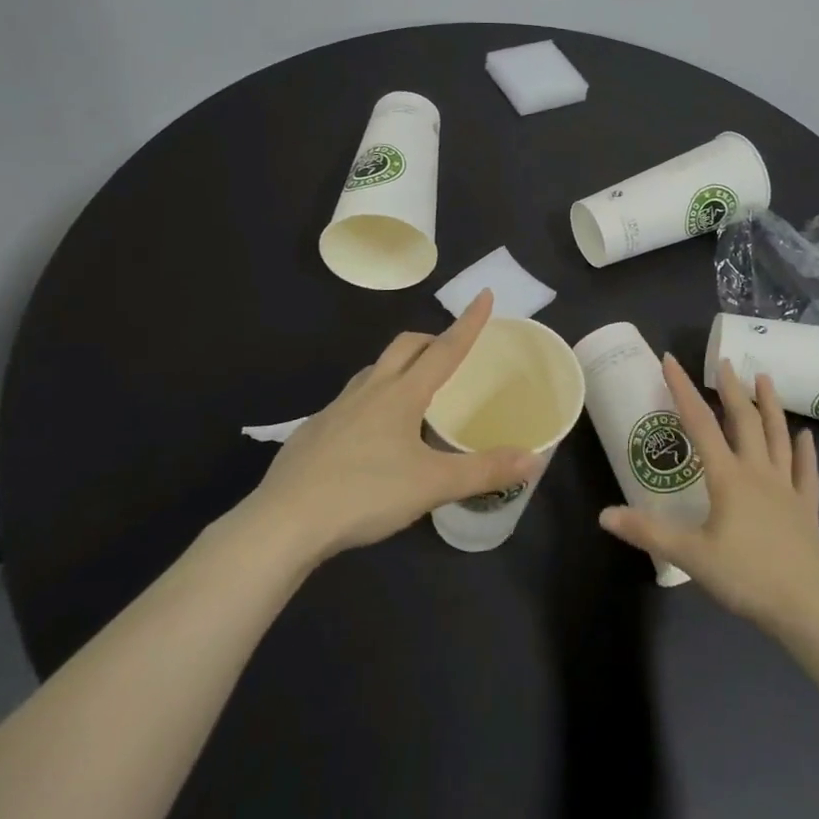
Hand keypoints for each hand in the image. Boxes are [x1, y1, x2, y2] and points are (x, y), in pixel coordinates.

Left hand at [246, 291, 534, 560]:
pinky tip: (372, 436)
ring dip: (399, 367)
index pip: (444, 349)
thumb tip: (534, 459)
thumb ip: (484, 470)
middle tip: (449, 351)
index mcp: (401, 394)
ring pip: (374, 371)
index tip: (484, 295)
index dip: (468, 323)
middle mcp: (369, 391)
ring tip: (414, 391)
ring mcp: (336, 410)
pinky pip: (351, 401)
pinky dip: (372, 401)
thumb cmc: (365, 494)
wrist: (284, 523)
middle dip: (430, 339)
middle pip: (404, 347)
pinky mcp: (313, 433)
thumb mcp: (433, 485)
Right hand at [598, 356, 818, 636]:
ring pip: (778, 436)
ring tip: (764, 378)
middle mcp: (758, 472)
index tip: (671, 360)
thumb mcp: (690, 556)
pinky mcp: (807, 508)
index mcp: (728, 477)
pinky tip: (806, 436)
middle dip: (732, 389)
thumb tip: (604, 515)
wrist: (807, 607)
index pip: (700, 423)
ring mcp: (787, 488)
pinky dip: (805, 451)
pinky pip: (806, 472)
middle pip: (744, 421)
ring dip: (770, 405)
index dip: (683, 389)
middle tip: (724, 362)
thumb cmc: (746, 577)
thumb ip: (648, 532)